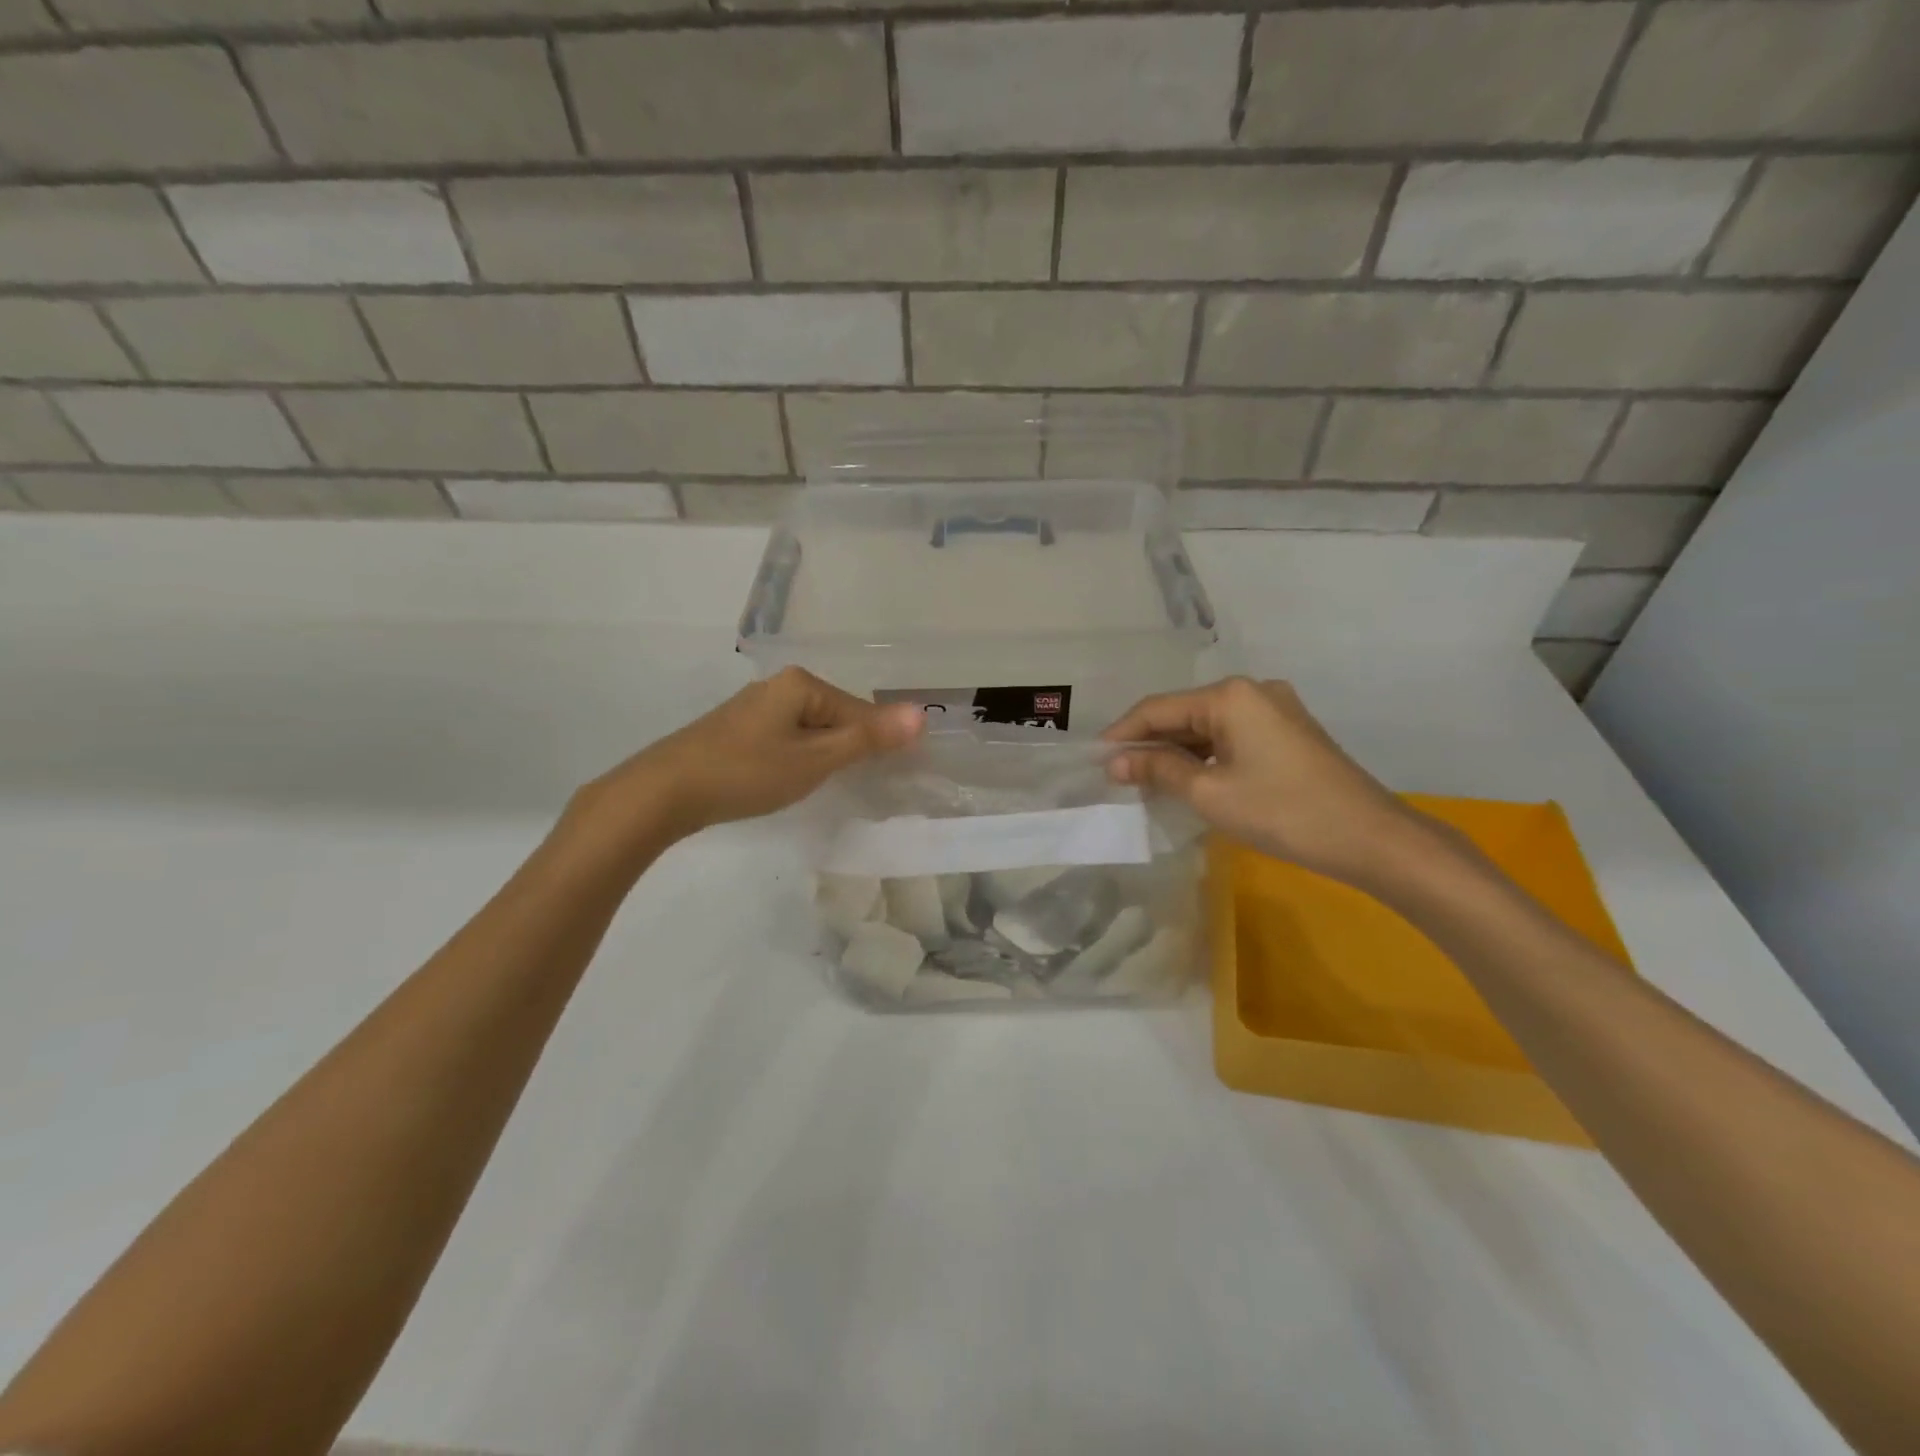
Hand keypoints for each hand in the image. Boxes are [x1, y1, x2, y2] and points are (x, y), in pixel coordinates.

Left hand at [584, 667, 923, 841]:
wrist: (665, 791)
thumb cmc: (748, 772)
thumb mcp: (815, 759)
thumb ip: (867, 738)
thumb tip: (920, 715)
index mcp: (801, 684)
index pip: (859, 710)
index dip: (879, 742)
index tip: (892, 774)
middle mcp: (778, 687)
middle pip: (835, 716)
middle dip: (851, 748)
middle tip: (859, 784)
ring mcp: (755, 709)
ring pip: (810, 730)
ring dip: (825, 755)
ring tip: (829, 785)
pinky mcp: (737, 731)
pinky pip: (787, 739)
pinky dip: (799, 758)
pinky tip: (792, 780)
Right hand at [1103, 677, 1430, 887]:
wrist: (1370, 838)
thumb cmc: (1282, 812)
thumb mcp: (1209, 793)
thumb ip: (1158, 770)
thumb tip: (1116, 762)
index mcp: (1230, 695)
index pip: (1158, 708)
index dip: (1123, 734)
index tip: (1096, 760)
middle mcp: (1252, 691)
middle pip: (1184, 713)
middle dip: (1150, 744)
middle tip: (1118, 776)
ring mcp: (1275, 710)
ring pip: (1208, 726)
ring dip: (1176, 752)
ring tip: (1145, 781)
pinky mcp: (1288, 732)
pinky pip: (1231, 737)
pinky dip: (1205, 756)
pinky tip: (1188, 779)